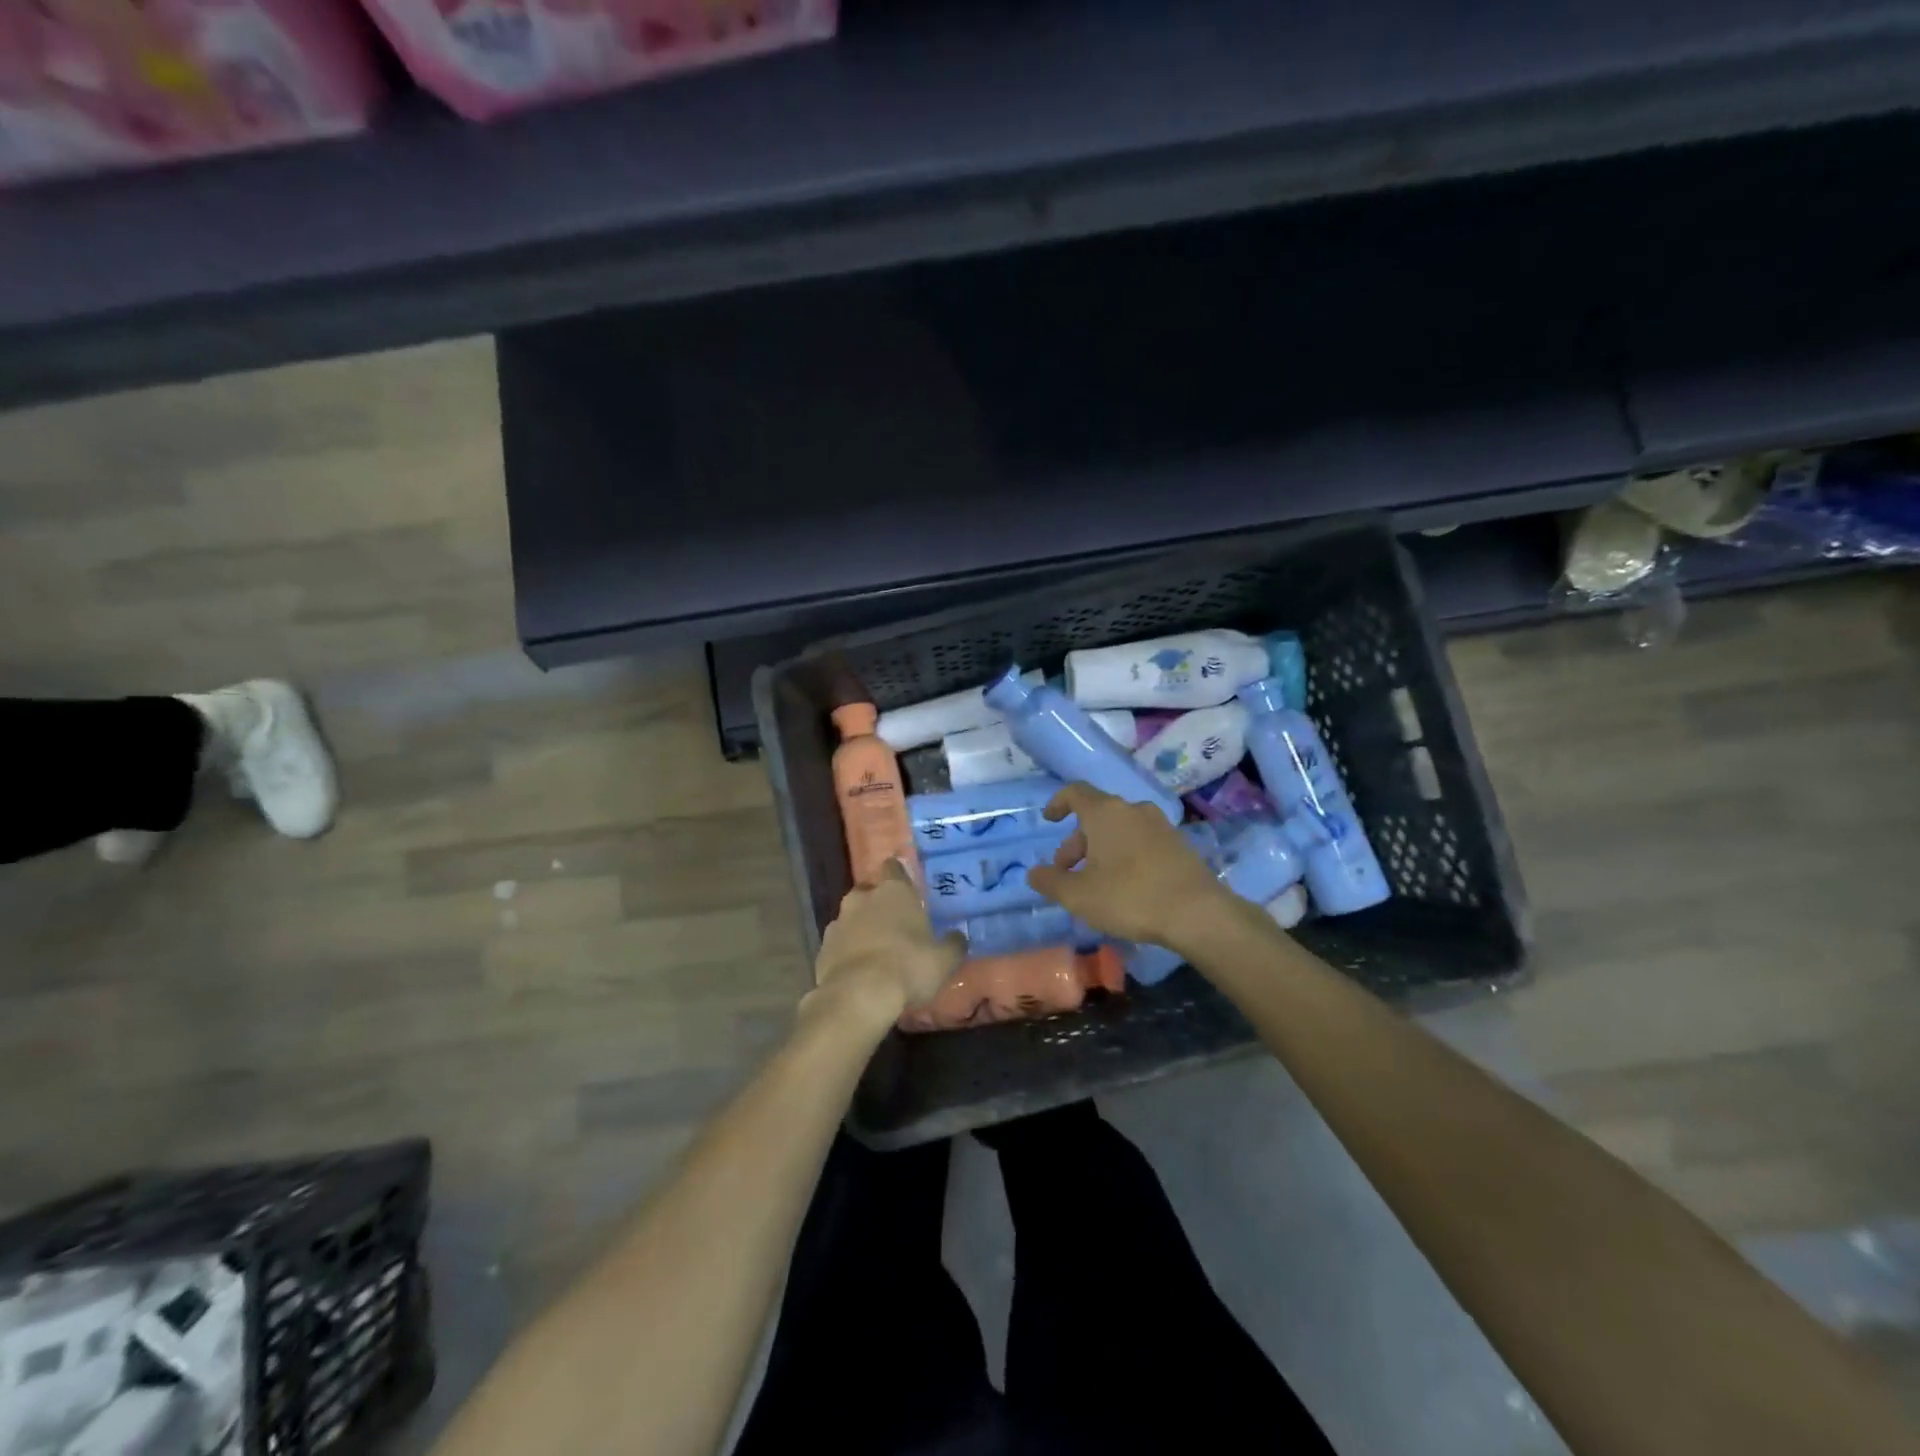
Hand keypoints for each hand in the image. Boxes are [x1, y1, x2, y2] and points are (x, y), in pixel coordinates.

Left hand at [808, 860, 965, 1031]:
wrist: (858, 996)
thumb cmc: (908, 967)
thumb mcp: (944, 960)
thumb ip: (952, 944)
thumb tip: (957, 936)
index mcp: (893, 891)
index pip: (893, 867)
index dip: (899, 876)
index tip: (907, 888)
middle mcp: (862, 898)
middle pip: (869, 891)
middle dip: (878, 902)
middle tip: (894, 923)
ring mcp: (838, 922)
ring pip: (851, 917)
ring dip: (861, 927)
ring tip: (876, 950)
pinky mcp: (822, 948)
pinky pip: (838, 943)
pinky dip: (847, 951)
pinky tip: (858, 970)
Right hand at [1026, 783, 1229, 949]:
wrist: (1197, 913)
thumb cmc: (1130, 897)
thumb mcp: (1078, 896)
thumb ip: (1050, 882)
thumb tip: (1034, 873)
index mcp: (1106, 813)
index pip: (1075, 792)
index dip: (1058, 802)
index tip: (1049, 820)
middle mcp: (1133, 810)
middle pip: (1096, 815)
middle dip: (1077, 842)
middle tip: (1066, 872)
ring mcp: (1160, 825)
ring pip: (1120, 829)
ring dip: (1101, 849)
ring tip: (1094, 882)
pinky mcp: (1178, 844)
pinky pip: (1141, 841)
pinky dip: (1125, 854)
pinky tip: (1125, 886)